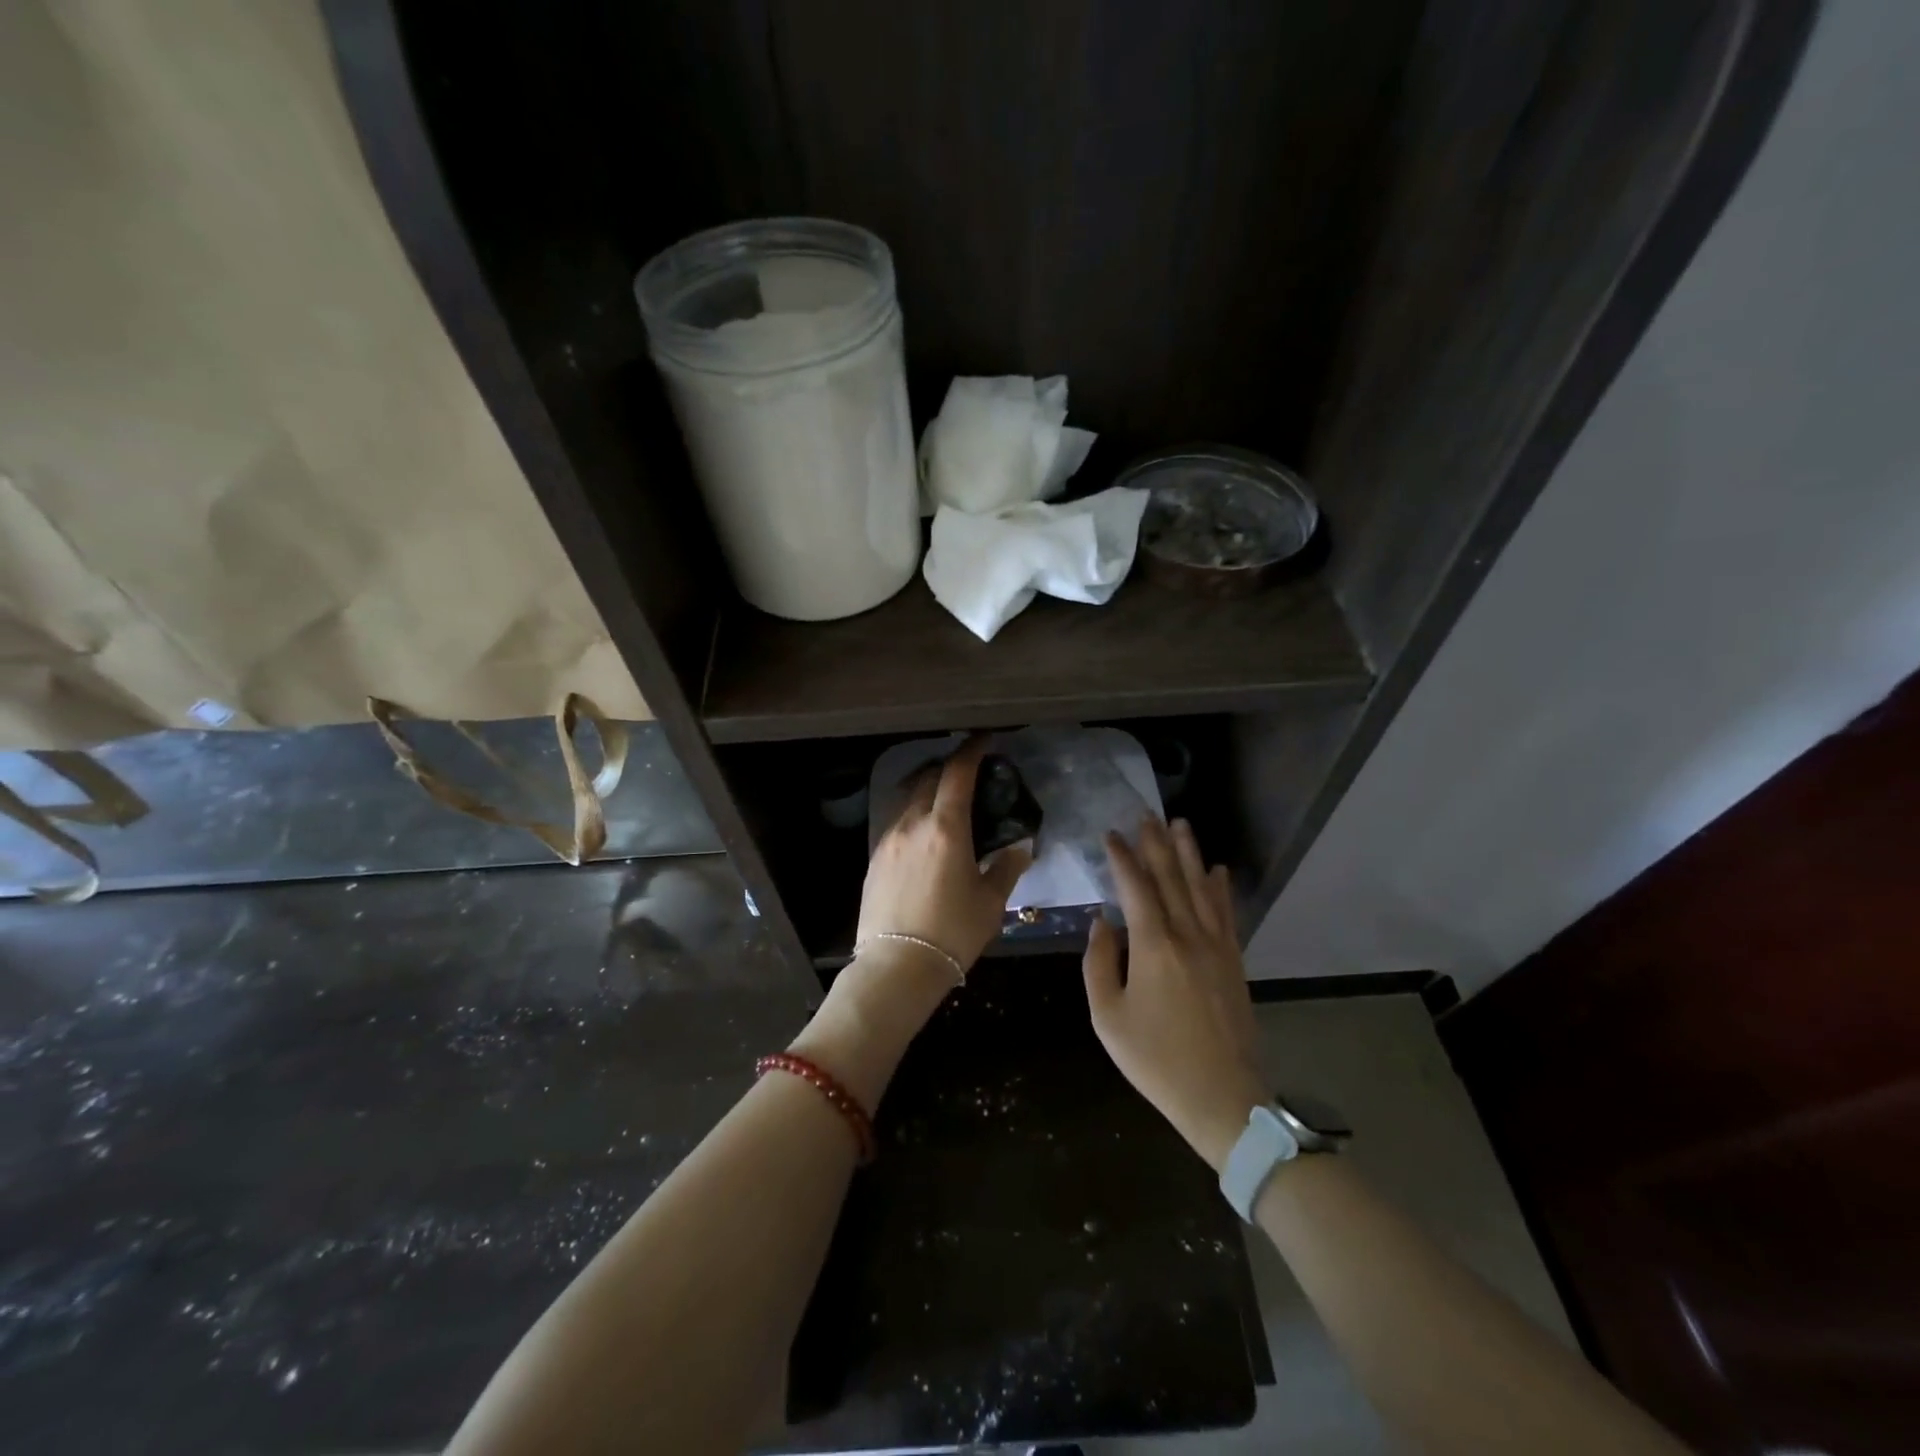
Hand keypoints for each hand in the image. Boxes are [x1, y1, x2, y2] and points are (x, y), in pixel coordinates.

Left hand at [856, 738, 1033, 977]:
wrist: (896, 968)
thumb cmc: (952, 933)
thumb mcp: (990, 902)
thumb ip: (1006, 868)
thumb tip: (1020, 848)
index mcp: (945, 828)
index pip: (957, 774)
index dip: (972, 751)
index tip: (985, 740)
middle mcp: (912, 824)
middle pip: (927, 778)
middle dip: (948, 767)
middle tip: (969, 771)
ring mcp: (888, 840)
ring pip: (907, 799)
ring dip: (927, 788)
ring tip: (946, 799)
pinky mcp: (874, 859)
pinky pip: (896, 822)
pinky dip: (914, 813)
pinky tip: (925, 833)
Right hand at [1083, 817, 1267, 1170]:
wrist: (1222, 1098)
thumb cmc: (1156, 1060)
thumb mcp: (1108, 1017)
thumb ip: (1098, 964)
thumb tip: (1102, 923)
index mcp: (1153, 946)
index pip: (1136, 889)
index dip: (1122, 859)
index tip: (1111, 834)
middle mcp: (1188, 935)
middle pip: (1171, 878)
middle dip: (1156, 844)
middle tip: (1146, 815)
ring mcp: (1217, 946)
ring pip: (1201, 888)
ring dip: (1189, 854)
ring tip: (1180, 824)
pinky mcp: (1234, 961)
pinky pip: (1226, 913)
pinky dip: (1220, 888)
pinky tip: (1217, 870)